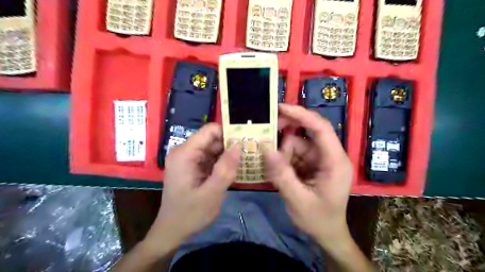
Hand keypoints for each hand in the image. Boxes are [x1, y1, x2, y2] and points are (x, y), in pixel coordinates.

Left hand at [148, 124, 237, 247]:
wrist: (172, 231)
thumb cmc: (189, 214)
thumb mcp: (211, 194)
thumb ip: (225, 169)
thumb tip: (239, 145)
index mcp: (185, 153)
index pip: (210, 130)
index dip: (229, 133)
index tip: (246, 141)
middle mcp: (185, 151)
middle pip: (212, 139)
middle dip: (231, 144)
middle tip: (250, 153)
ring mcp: (188, 159)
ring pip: (213, 148)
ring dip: (228, 154)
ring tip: (246, 160)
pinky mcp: (193, 166)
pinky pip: (211, 157)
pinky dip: (223, 162)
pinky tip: (234, 169)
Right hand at [262, 104, 352, 250]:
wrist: (328, 234)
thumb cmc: (318, 220)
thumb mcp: (297, 199)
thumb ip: (281, 174)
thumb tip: (265, 147)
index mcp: (335, 161)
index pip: (321, 128)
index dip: (301, 114)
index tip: (280, 107)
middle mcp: (329, 155)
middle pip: (307, 132)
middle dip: (287, 131)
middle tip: (266, 134)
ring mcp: (320, 159)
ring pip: (297, 143)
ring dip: (282, 152)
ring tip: (273, 169)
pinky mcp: (312, 164)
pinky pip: (295, 153)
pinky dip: (283, 158)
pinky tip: (277, 170)